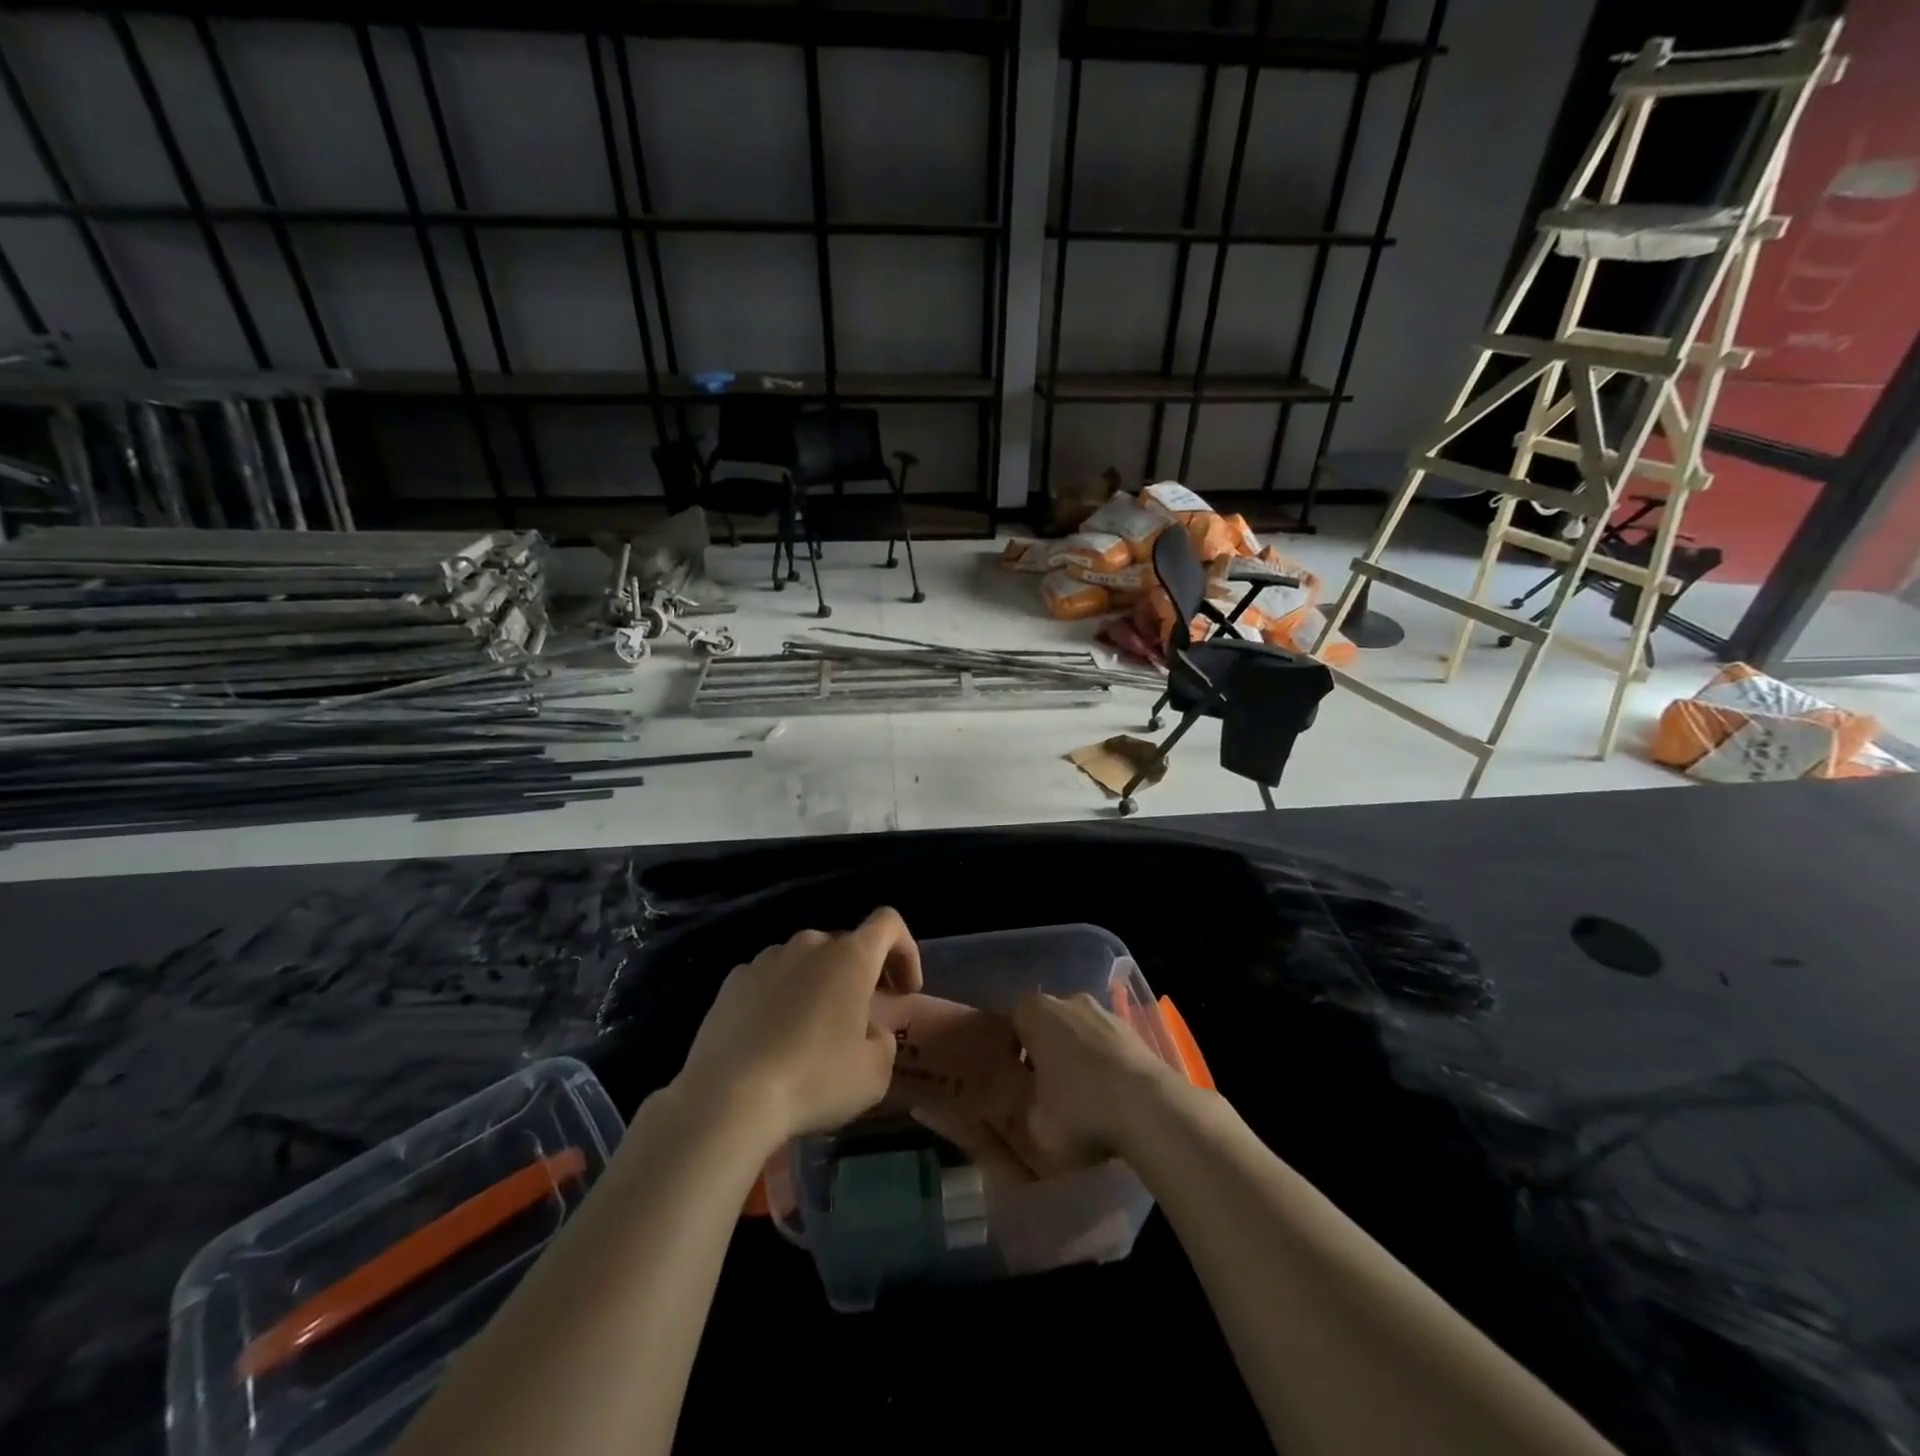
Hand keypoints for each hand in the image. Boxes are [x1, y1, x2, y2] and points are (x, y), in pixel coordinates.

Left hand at [675, 907, 922, 1146]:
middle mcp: (809, 945)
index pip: (889, 924)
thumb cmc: (814, 1080)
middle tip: (859, 1023)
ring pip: (805, 963)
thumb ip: (883, 1040)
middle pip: (845, 946)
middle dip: (858, 977)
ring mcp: (766, 959)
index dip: (905, 951)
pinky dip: (780, 1000)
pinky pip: (770, 980)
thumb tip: (866, 1030)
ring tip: (810, 1036)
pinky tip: (772, 1042)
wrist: (727, 1098)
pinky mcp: (732, 982)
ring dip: (818, 987)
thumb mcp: (874, 1073)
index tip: (903, 992)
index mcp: (850, 956)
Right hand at [1012, 991, 1184, 1167]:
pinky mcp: (1133, 1030)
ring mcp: (1104, 1012)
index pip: (1010, 1023)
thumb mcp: (1033, 1126)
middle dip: (1043, 1052)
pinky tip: (1108, 1096)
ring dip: (1075, 1057)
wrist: (1149, 1108)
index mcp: (1035, 1012)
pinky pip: (1105, 1044)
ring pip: (1078, 1032)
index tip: (1013, 1083)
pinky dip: (1102, 1063)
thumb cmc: (1080, 1109)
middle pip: (1046, 1025)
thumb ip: (1018, 1113)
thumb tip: (1020, 1110)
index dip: (1008, 1053)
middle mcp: (1068, 1001)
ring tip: (1080, 1098)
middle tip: (1043, 1091)